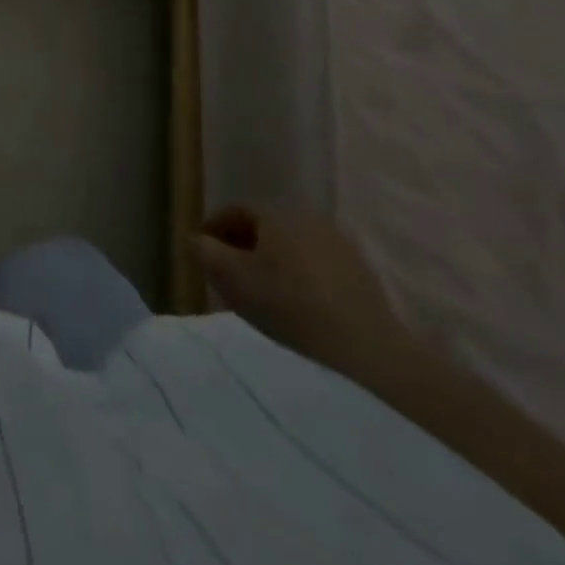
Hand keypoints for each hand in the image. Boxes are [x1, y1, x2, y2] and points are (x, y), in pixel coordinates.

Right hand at [191, 207, 412, 375]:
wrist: (367, 353)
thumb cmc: (289, 307)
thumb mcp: (231, 279)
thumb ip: (204, 252)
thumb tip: (196, 240)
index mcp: (276, 214)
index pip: (235, 211)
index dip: (214, 227)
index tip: (202, 250)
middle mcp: (309, 220)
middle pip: (265, 229)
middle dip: (244, 246)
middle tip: (229, 273)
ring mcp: (341, 248)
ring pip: (293, 249)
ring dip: (274, 264)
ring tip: (263, 293)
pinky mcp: (364, 277)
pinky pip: (319, 269)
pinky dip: (301, 280)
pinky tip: (298, 307)